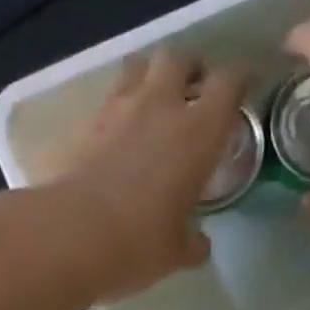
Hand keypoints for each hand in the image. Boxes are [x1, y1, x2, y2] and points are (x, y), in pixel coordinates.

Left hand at [37, 50, 248, 301]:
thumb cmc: (138, 243)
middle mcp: (159, 106)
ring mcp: (114, 110)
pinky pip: (100, 104)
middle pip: (178, 57)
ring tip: (147, 105)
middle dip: (187, 69)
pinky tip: (109, 138)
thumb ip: (193, 242)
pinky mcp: (78, 125)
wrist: (69, 236)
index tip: (239, 92)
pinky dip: (110, 113)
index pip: (230, 81)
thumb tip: (199, 244)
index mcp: (199, 132)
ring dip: (145, 78)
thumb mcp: (177, 252)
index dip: (238, 81)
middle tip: (189, 92)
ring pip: (135, 67)